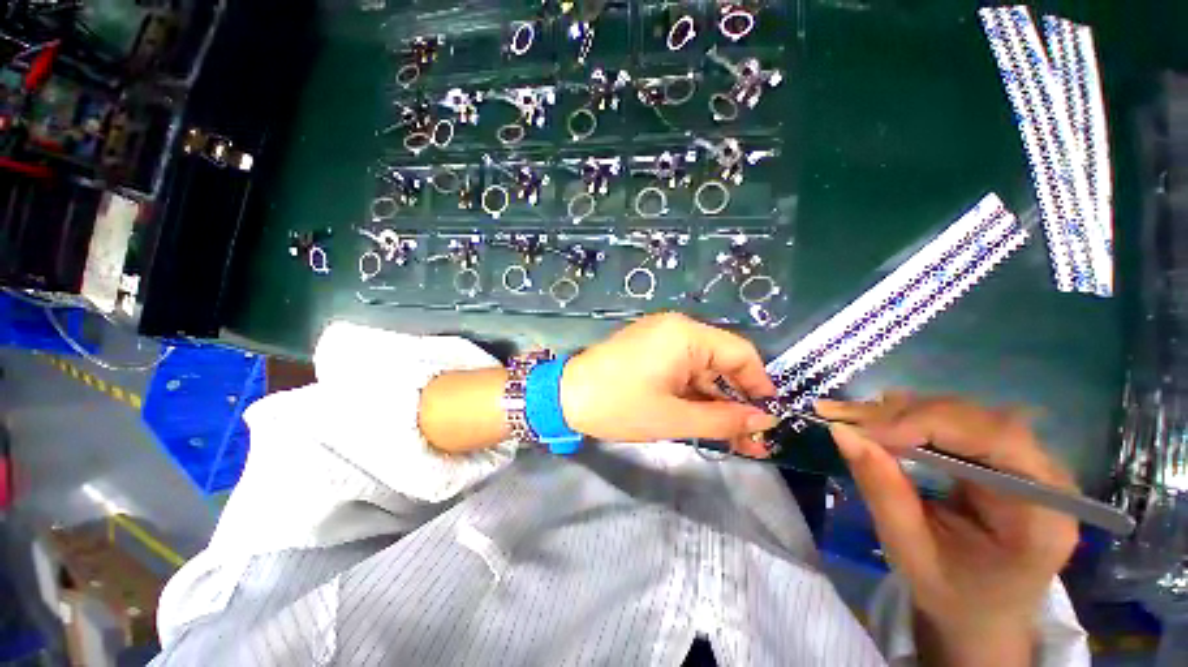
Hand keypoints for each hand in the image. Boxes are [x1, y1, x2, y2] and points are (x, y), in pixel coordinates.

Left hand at [561, 313, 779, 455]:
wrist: (565, 396)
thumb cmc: (619, 405)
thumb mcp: (674, 418)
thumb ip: (722, 419)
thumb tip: (763, 421)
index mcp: (686, 335)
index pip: (741, 353)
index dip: (759, 385)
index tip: (769, 417)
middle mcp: (677, 329)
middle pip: (722, 362)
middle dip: (737, 400)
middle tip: (752, 439)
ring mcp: (661, 338)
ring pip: (702, 369)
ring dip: (716, 400)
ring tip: (732, 438)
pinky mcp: (650, 349)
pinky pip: (683, 369)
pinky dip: (694, 393)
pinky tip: (704, 418)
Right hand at [816, 393, 1078, 665]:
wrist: (983, 612)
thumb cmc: (952, 595)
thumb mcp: (911, 552)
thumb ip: (883, 491)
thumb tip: (842, 432)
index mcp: (1042, 513)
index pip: (995, 439)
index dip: (926, 424)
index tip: (863, 430)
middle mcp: (1044, 476)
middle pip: (973, 418)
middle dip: (901, 415)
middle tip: (840, 415)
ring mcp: (1025, 461)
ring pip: (958, 412)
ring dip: (897, 412)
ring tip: (849, 416)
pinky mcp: (1000, 455)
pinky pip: (951, 421)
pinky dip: (905, 418)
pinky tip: (874, 421)